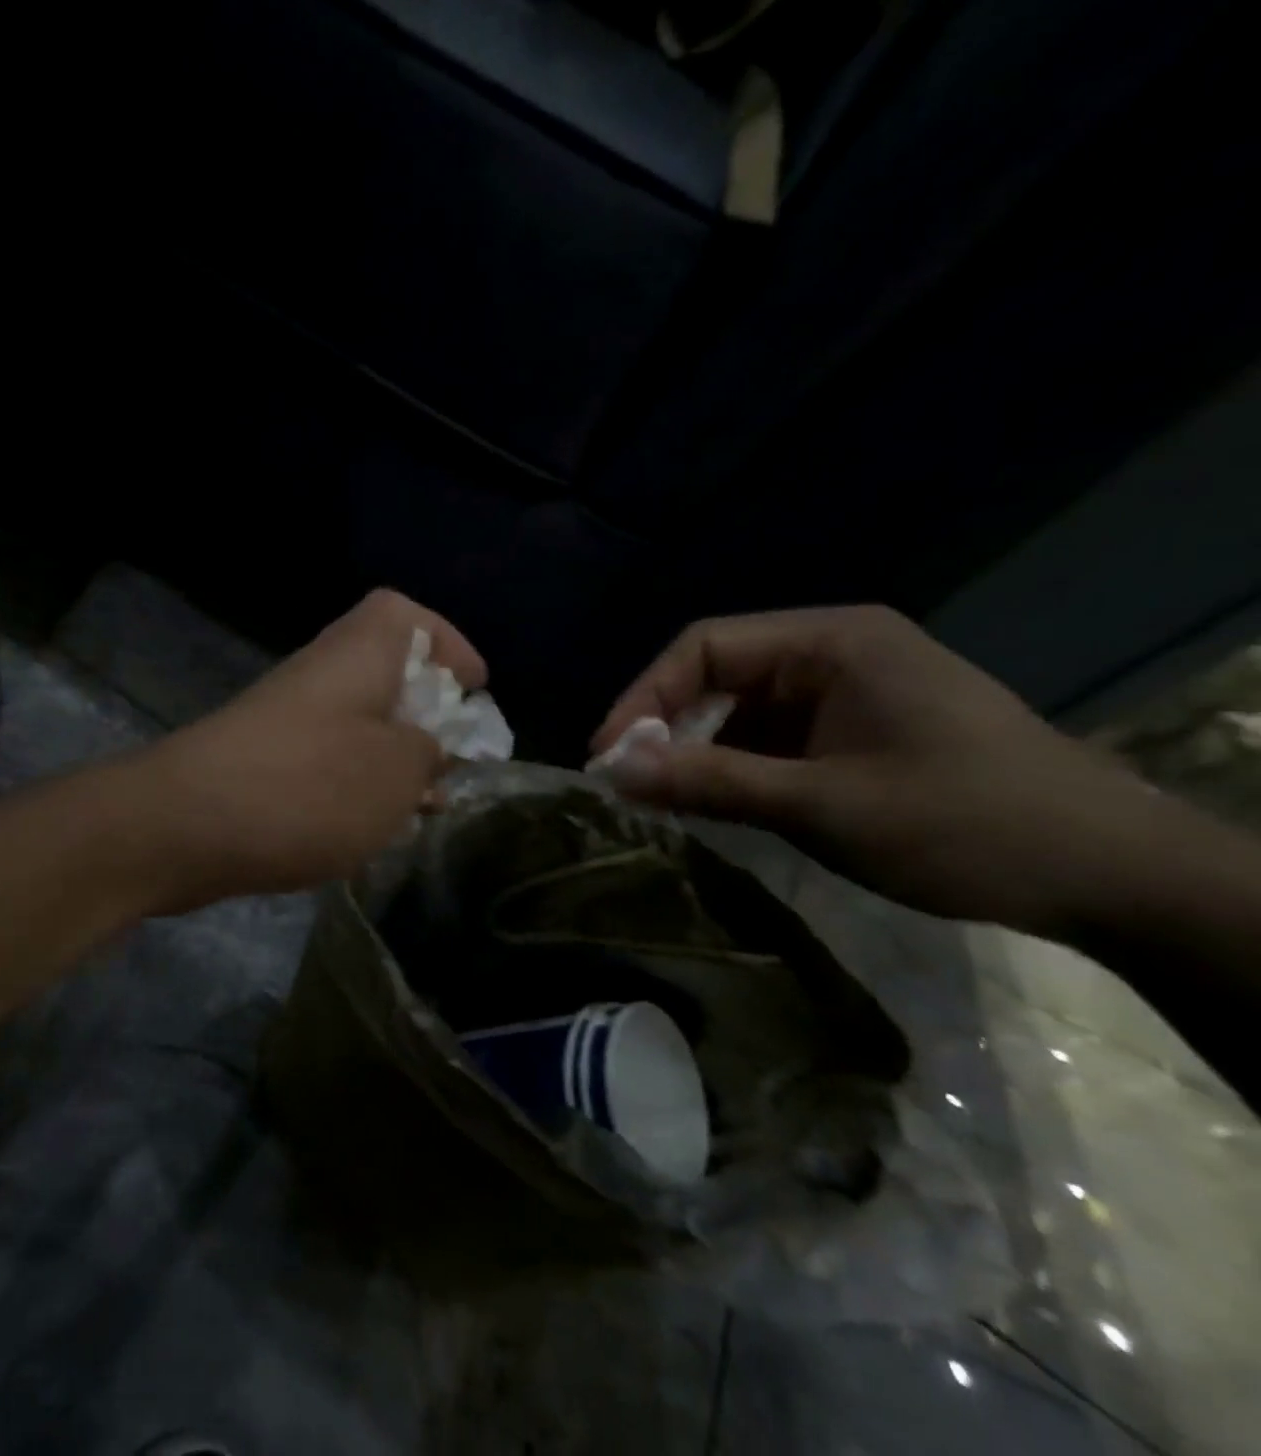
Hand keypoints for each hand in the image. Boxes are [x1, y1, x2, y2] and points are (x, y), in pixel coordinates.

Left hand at [135, 589, 485, 908]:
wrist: (185, 825)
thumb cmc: (309, 786)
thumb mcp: (397, 771)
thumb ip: (428, 752)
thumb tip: (429, 747)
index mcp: (360, 652)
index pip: (406, 617)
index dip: (447, 644)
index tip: (477, 689)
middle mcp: (321, 674)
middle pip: (385, 674)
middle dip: (427, 716)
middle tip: (455, 761)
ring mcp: (287, 719)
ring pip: (357, 726)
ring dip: (393, 761)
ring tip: (424, 807)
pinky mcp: (264, 763)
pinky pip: (326, 763)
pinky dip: (356, 789)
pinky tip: (370, 831)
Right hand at [590, 606, 1159, 935]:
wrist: (1111, 876)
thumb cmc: (963, 823)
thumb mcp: (821, 805)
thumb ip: (710, 782)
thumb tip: (612, 772)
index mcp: (832, 642)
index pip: (705, 647)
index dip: (643, 697)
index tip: (606, 755)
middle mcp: (834, 653)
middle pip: (718, 675)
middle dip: (666, 727)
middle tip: (628, 783)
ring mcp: (847, 693)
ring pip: (740, 711)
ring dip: (698, 752)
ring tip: (666, 800)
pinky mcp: (855, 731)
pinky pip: (771, 738)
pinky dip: (735, 768)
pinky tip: (718, 804)